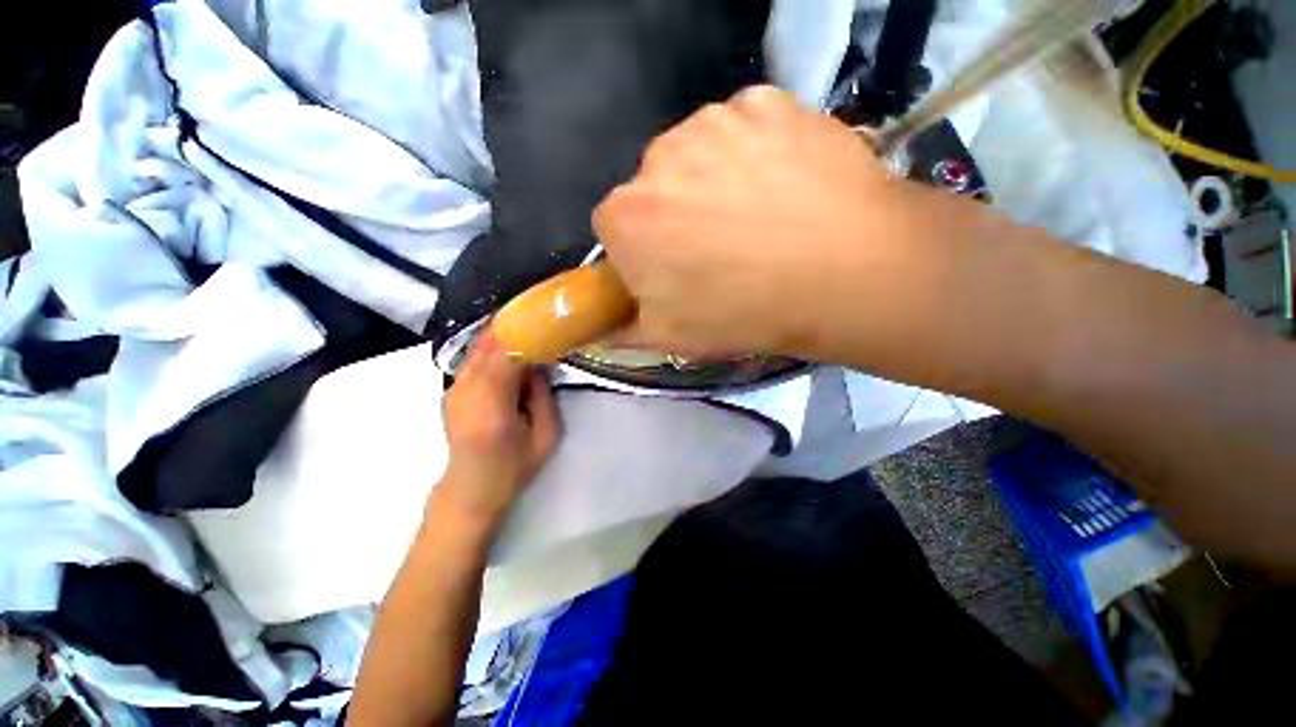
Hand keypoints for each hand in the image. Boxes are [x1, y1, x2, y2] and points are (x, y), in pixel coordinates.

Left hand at [435, 333, 561, 531]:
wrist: (470, 490)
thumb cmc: (513, 468)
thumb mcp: (545, 436)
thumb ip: (544, 395)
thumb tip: (539, 363)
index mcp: (491, 406)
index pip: (506, 356)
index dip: (526, 334)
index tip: (547, 319)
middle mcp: (465, 391)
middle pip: (487, 344)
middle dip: (513, 325)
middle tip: (539, 312)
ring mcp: (453, 389)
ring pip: (477, 347)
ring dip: (502, 333)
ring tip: (527, 322)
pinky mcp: (451, 389)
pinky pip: (473, 358)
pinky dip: (492, 346)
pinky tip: (510, 344)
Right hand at [593, 85, 931, 359]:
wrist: (846, 275)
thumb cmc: (745, 313)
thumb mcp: (671, 337)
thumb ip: (622, 328)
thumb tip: (598, 327)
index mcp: (625, 218)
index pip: (616, 229)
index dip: (643, 251)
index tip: (673, 269)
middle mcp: (656, 158)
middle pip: (655, 188)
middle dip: (675, 215)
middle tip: (720, 248)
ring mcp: (714, 121)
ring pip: (698, 154)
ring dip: (715, 180)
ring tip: (757, 217)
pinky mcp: (765, 102)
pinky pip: (744, 128)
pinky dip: (755, 152)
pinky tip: (783, 185)